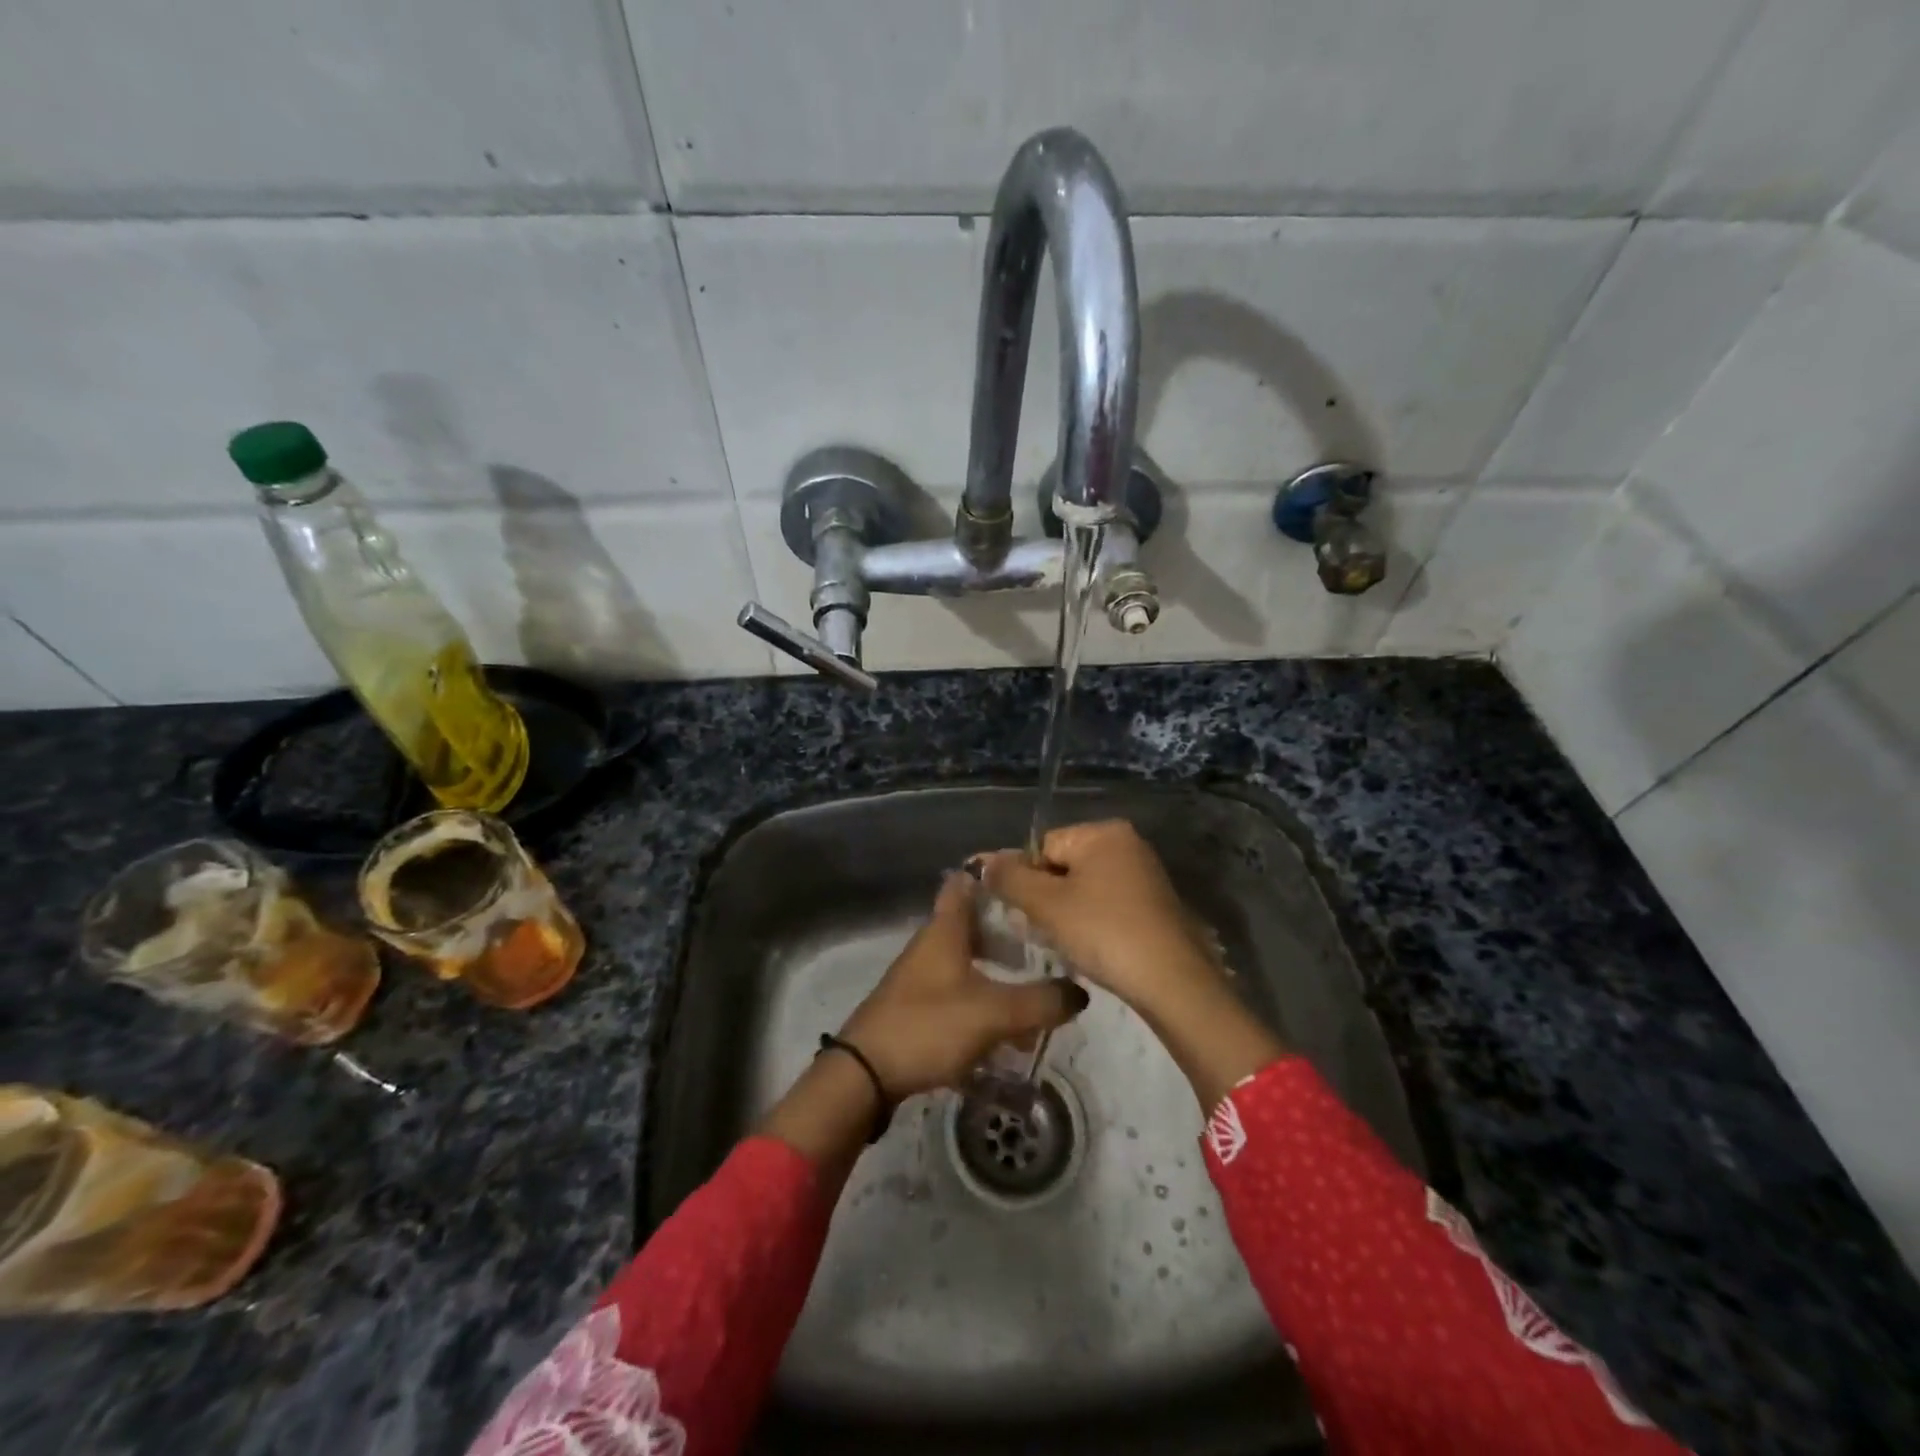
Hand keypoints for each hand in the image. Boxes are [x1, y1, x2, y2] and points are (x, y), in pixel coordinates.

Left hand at [838, 872, 1088, 1099]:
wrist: (865, 1075)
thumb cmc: (929, 1026)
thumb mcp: (994, 1013)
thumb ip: (1040, 1001)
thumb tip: (1080, 992)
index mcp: (945, 930)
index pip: (967, 883)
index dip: (996, 877)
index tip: (1030, 882)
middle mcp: (931, 945)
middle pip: (973, 924)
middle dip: (1009, 931)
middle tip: (1045, 942)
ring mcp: (921, 976)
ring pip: (968, 960)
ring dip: (999, 970)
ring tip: (1035, 991)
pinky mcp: (917, 1007)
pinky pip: (959, 991)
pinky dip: (984, 999)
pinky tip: (1006, 1029)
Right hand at [975, 820, 1220, 1018]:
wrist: (1173, 982)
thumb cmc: (1104, 932)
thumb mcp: (1047, 905)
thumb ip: (1010, 879)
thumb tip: (981, 862)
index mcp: (1103, 832)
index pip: (1043, 846)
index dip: (1027, 880)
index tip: (1027, 915)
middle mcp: (1127, 843)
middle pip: (1064, 865)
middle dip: (1047, 897)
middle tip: (1045, 931)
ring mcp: (1145, 873)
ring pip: (1084, 887)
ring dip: (1068, 913)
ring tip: (1068, 943)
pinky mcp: (1155, 903)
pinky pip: (1108, 903)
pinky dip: (1094, 922)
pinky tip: (1093, 947)